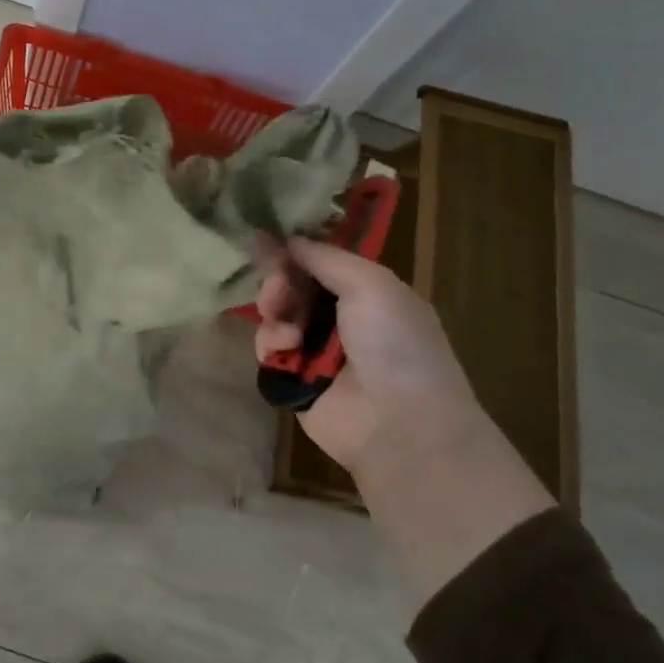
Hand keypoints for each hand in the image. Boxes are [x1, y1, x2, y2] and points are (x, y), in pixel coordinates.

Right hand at [256, 236, 553, 600]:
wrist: (399, 424)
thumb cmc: (394, 344)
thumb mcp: (371, 284)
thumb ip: (325, 257)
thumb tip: (289, 239)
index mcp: (368, 292)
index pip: (320, 261)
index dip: (294, 251)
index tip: (264, 239)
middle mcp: (341, 318)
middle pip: (293, 285)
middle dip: (280, 282)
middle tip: (278, 290)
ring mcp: (316, 349)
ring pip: (276, 314)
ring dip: (275, 312)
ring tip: (287, 329)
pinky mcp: (294, 378)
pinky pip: (268, 348)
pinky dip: (271, 344)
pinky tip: (284, 351)